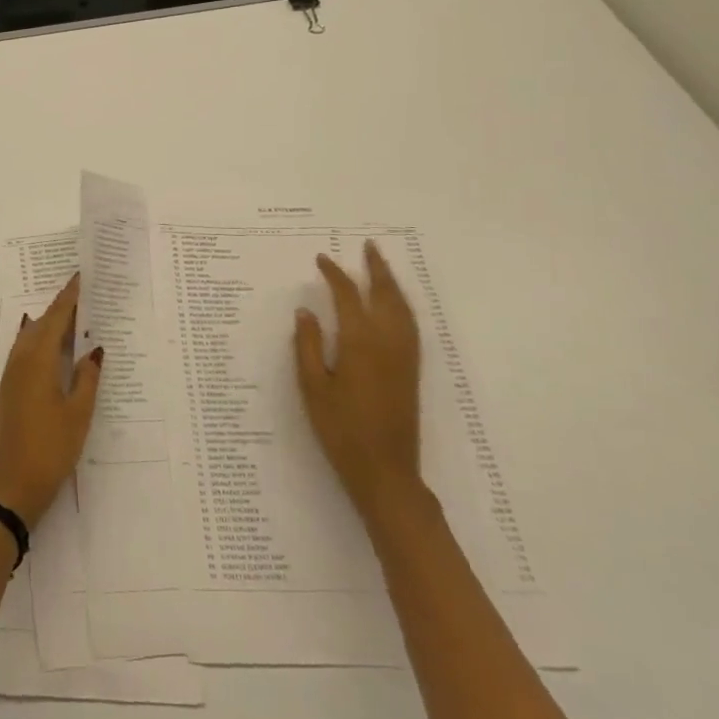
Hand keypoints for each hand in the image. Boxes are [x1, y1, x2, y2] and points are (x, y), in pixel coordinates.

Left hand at [0, 272, 101, 528]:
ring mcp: (11, 377)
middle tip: (83, 295)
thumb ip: (87, 378)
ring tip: (72, 317)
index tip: (81, 277)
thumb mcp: (78, 414)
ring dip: (49, 325)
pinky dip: (40, 342)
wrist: (12, 486)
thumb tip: (93, 349)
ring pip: (31, 338)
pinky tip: (51, 348)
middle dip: (60, 308)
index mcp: (38, 361)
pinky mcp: (9, 391)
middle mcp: (20, 362)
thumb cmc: (51, 448)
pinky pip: (25, 352)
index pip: (55, 318)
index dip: (69, 298)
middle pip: (41, 324)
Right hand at [293, 243, 422, 519]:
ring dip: (392, 283)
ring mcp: (404, 356)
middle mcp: (388, 342)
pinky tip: (394, 304)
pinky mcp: (411, 370)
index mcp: (360, 343)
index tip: (321, 259)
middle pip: (385, 294)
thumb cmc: (341, 430)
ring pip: (402, 308)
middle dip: (376, 268)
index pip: (348, 296)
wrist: (385, 471)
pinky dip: (401, 304)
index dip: (335, 275)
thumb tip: (306, 311)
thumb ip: (307, 345)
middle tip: (368, 246)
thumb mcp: (312, 387)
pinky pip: (410, 324)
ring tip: (381, 266)